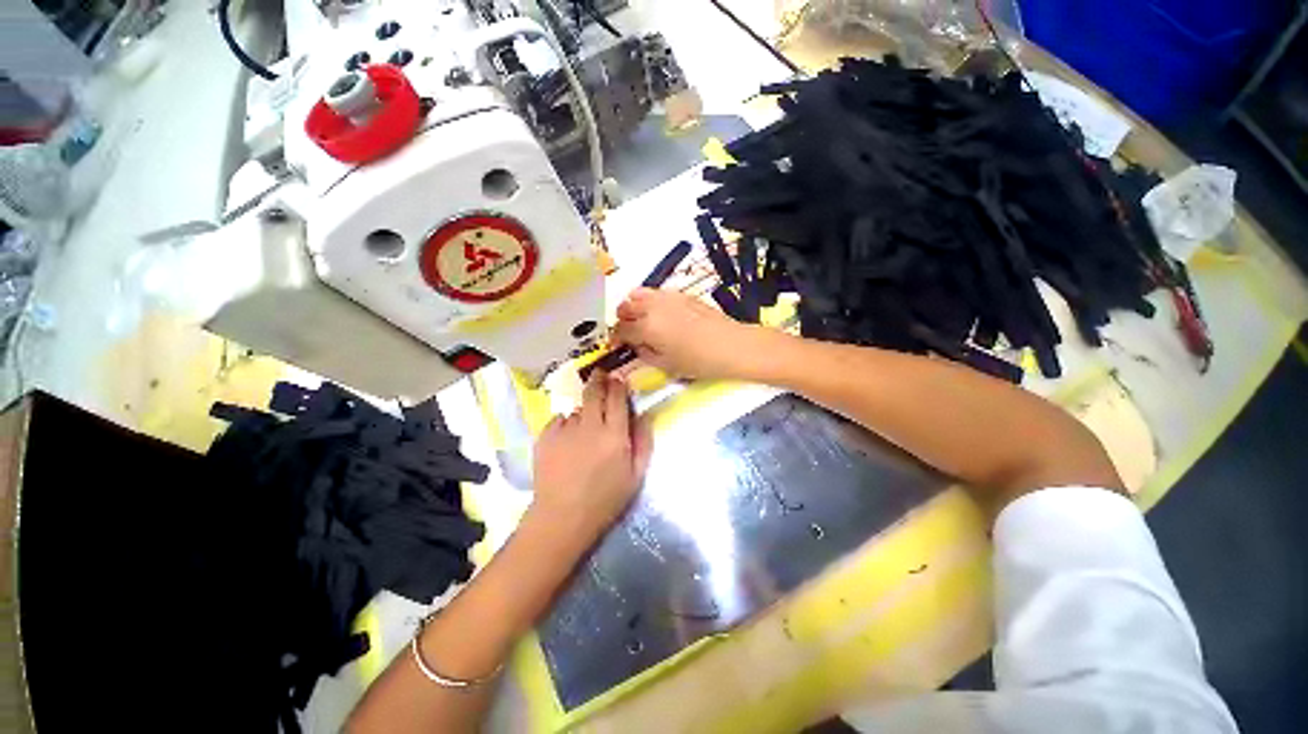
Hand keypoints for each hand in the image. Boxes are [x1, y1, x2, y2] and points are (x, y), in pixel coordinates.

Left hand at [529, 374, 652, 543]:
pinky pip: (559, 420)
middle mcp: (590, 426)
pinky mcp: (545, 436)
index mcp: (614, 435)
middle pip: (594, 392)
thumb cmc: (605, 499)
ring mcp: (565, 430)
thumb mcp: (636, 475)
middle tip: (601, 375)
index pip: (617, 398)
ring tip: (584, 429)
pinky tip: (568, 442)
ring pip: (577, 409)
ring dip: (584, 411)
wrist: (562, 517)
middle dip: (599, 380)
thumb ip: (643, 442)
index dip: (618, 385)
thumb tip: (643, 415)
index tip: (618, 379)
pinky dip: (566, 424)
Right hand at [613, 288, 763, 379]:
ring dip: (634, 307)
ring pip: (638, 294)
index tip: (619, 345)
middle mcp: (652, 307)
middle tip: (630, 333)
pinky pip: (656, 293)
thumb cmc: (697, 361)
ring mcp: (667, 297)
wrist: (729, 345)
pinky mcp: (680, 293)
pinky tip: (661, 314)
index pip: (621, 329)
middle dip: (622, 320)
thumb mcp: (665, 365)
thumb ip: (644, 353)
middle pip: (625, 307)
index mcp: (646, 327)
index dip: (616, 339)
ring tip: (642, 320)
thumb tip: (635, 345)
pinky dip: (650, 301)